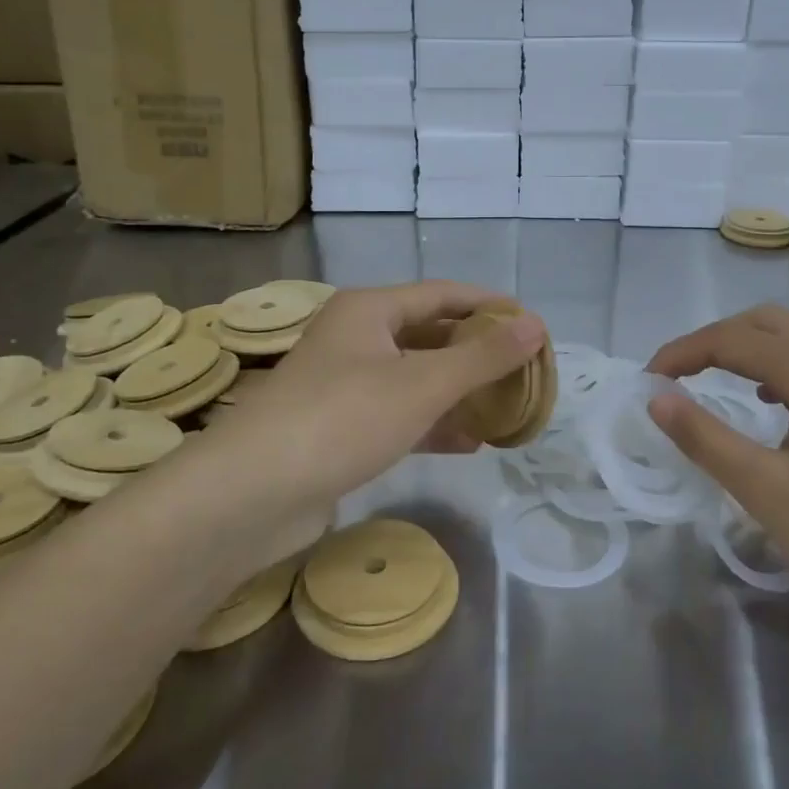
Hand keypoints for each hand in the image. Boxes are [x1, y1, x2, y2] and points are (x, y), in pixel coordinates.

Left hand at [192, 282, 546, 564]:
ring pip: (415, 378)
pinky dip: (433, 425)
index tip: (532, 325)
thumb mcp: (422, 383)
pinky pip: (399, 416)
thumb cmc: (342, 418)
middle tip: (524, 370)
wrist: (251, 493)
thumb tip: (537, 325)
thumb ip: (483, 356)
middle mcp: (355, 339)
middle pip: (429, 335)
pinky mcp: (340, 430)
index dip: (490, 306)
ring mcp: (345, 386)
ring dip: (459, 392)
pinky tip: (469, 443)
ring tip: (506, 407)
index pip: (443, 294)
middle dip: (477, 352)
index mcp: (369, 310)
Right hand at [646, 305, 788, 642]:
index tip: (648, 380)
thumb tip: (657, 398)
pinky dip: (787, 361)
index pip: (732, 340)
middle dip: (716, 339)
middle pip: (768, 322)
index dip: (682, 353)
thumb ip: (705, 438)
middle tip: (680, 375)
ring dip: (754, 344)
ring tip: (722, 379)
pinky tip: (777, 405)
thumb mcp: (765, 491)